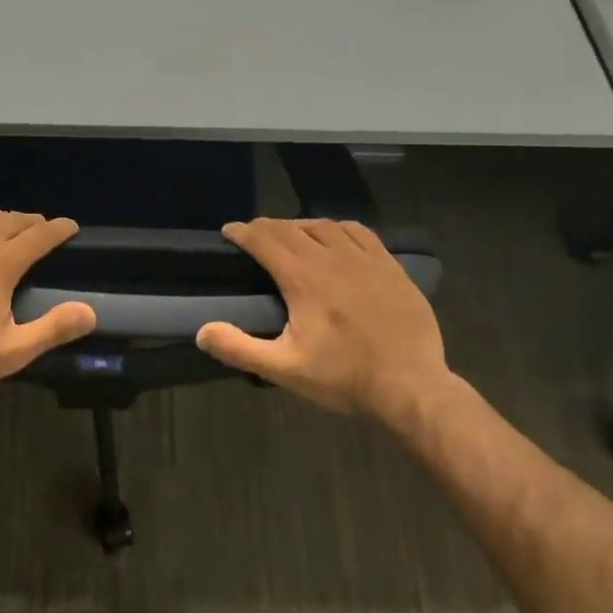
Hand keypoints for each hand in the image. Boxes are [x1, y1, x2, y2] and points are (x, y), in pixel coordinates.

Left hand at [0, 206, 97, 400]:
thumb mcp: (10, 351)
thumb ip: (52, 329)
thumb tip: (90, 312)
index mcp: (2, 263)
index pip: (40, 235)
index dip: (59, 229)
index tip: (71, 226)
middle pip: (12, 220)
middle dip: (32, 222)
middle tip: (42, 228)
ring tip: (7, 224)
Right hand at [196, 218, 453, 420]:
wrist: (411, 387)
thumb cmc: (344, 377)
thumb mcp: (286, 369)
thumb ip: (240, 348)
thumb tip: (202, 331)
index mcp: (303, 278)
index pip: (264, 240)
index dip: (242, 232)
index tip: (229, 232)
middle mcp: (331, 257)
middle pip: (291, 228)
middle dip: (266, 227)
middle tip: (253, 235)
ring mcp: (364, 258)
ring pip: (324, 225)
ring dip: (300, 225)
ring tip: (290, 235)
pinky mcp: (389, 266)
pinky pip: (358, 232)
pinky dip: (337, 228)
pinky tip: (335, 238)